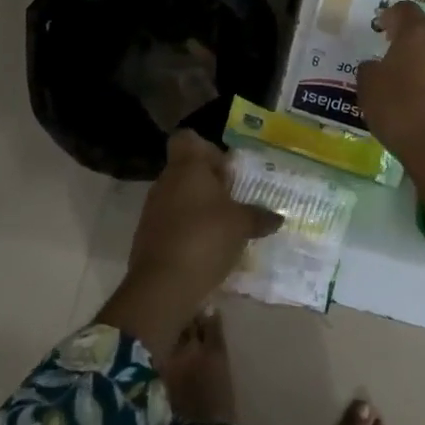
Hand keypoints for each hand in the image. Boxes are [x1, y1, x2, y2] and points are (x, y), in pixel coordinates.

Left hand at [96, 131, 279, 359]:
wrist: (162, 285)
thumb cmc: (205, 238)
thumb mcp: (241, 226)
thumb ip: (259, 217)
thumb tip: (277, 217)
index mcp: (187, 167)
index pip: (188, 139)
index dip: (207, 150)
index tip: (226, 171)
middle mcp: (166, 181)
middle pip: (187, 170)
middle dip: (209, 185)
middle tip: (234, 204)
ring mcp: (152, 209)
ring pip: (179, 197)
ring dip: (199, 209)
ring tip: (223, 230)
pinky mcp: (147, 236)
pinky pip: (171, 223)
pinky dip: (187, 231)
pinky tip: (205, 250)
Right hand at [355, 2, 424, 167]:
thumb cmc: (402, 111)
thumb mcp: (369, 89)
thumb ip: (369, 70)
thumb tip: (375, 66)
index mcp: (417, 32)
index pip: (404, 10)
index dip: (390, 15)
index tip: (380, 26)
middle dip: (412, 33)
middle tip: (394, 48)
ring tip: (409, 75)